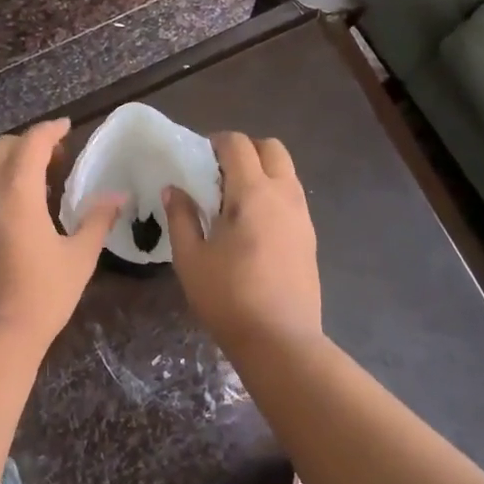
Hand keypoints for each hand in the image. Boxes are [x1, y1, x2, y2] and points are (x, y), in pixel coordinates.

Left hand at [0, 119, 123, 354]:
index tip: (67, 127)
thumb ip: (97, 220)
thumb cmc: (41, 294)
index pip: (32, 142)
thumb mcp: (79, 257)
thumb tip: (118, 196)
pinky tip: (13, 213)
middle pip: (3, 148)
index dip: (51, 129)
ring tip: (37, 186)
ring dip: (10, 165)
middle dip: (29, 144)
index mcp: (17, 190)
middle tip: (57, 159)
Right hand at [164, 132, 320, 348]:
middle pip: (271, 148)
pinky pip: (292, 197)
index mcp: (253, 192)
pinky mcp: (310, 237)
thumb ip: (180, 217)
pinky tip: (252, 225)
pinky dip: (272, 194)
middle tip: (218, 173)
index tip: (198, 159)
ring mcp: (302, 216)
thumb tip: (174, 189)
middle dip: (245, 150)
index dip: (216, 142)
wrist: (280, 341)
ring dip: (262, 171)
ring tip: (233, 200)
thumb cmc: (228, 297)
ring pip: (286, 172)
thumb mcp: (190, 258)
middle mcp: (284, 195)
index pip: (238, 144)